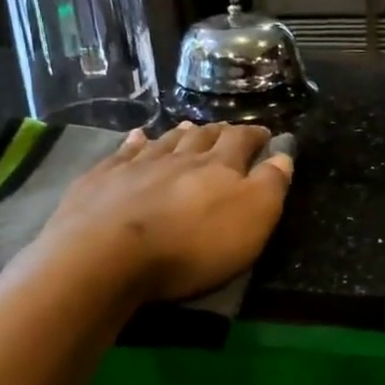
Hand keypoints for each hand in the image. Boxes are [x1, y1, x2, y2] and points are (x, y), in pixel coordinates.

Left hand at [30, 121, 293, 300]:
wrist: (106, 255)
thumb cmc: (192, 244)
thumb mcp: (252, 219)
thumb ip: (271, 185)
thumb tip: (283, 154)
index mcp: (219, 166)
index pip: (242, 141)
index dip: (255, 135)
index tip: (265, 133)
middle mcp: (179, 156)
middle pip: (202, 137)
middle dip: (218, 132)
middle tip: (226, 130)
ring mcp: (136, 165)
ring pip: (165, 141)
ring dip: (180, 134)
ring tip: (188, 128)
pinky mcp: (101, 180)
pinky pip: (123, 153)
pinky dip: (134, 143)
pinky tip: (136, 137)